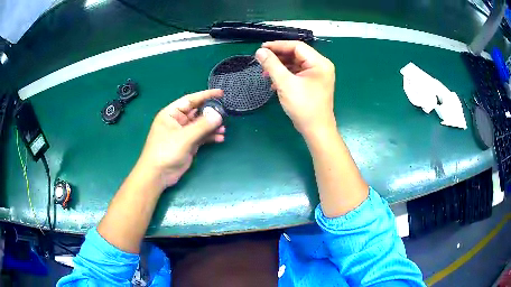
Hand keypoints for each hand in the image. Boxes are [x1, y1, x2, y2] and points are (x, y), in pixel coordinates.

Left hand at [136, 89, 224, 189]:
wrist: (158, 175)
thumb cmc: (166, 152)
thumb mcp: (184, 137)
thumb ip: (202, 126)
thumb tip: (218, 115)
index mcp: (171, 114)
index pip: (190, 100)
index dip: (205, 95)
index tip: (220, 93)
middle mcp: (177, 121)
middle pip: (197, 112)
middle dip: (211, 113)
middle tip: (226, 114)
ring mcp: (183, 133)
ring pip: (200, 125)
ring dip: (212, 127)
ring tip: (224, 129)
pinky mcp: (188, 144)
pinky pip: (201, 137)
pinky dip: (210, 137)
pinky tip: (220, 138)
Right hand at [255, 41, 335, 136]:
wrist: (316, 130)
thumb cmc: (303, 106)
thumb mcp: (285, 83)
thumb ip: (272, 65)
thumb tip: (260, 51)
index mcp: (319, 62)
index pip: (297, 46)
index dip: (278, 45)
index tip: (262, 48)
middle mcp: (321, 66)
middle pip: (296, 54)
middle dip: (278, 57)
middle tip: (262, 60)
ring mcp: (317, 75)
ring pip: (296, 64)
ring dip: (280, 67)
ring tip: (265, 72)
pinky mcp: (313, 83)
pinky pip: (297, 73)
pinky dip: (286, 75)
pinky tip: (274, 81)